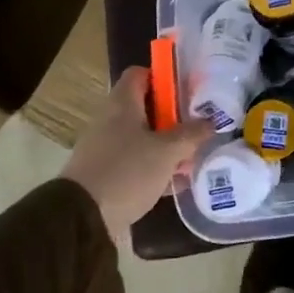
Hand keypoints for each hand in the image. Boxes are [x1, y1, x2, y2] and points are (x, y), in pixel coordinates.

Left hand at [62, 67, 212, 245]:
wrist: (82, 218)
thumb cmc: (127, 171)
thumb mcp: (167, 151)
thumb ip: (191, 134)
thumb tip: (210, 121)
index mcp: (122, 104)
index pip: (141, 74)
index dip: (164, 77)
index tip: (188, 90)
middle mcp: (110, 120)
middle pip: (145, 107)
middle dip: (173, 117)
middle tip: (198, 126)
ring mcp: (106, 148)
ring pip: (142, 138)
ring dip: (167, 146)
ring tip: (193, 157)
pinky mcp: (106, 174)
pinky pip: (135, 163)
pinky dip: (155, 168)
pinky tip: (176, 182)